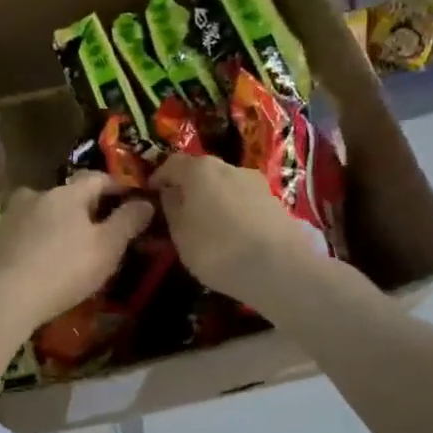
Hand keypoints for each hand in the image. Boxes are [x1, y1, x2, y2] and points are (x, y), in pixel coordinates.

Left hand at [0, 173, 154, 331]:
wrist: (4, 294)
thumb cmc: (64, 268)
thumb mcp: (107, 247)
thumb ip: (128, 222)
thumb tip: (145, 201)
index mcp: (68, 193)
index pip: (97, 178)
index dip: (116, 186)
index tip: (131, 198)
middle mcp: (38, 194)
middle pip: (68, 194)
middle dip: (85, 207)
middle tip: (100, 229)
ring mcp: (13, 214)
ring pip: (44, 211)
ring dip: (58, 222)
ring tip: (70, 246)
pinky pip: (26, 230)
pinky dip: (38, 238)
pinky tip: (43, 258)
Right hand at [149, 154, 361, 310]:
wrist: (281, 269)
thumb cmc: (217, 248)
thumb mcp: (180, 233)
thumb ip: (171, 208)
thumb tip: (170, 193)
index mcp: (200, 169)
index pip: (171, 163)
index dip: (159, 177)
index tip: (151, 194)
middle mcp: (229, 167)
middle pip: (202, 172)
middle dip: (189, 188)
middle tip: (180, 211)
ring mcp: (257, 183)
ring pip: (226, 186)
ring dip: (214, 200)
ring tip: (208, 226)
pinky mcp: (277, 203)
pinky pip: (245, 202)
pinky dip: (234, 212)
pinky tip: (233, 235)